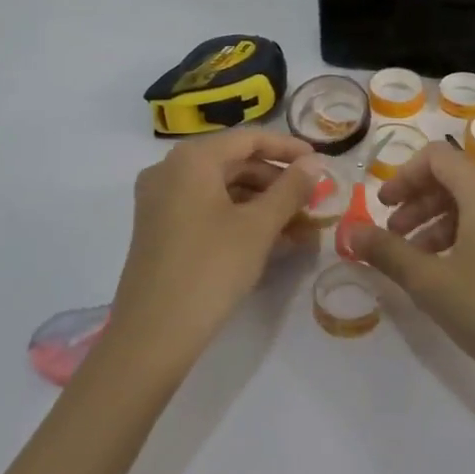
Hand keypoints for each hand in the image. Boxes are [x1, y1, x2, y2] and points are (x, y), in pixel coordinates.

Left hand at [109, 129, 322, 366]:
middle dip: (277, 182)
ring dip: (262, 204)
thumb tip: (315, 163)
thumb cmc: (211, 268)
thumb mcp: (258, 227)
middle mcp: (170, 170)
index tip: (321, 163)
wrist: (153, 335)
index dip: (288, 148)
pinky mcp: (159, 229)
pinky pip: (207, 209)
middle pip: (234, 163)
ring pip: (222, 189)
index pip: (249, 138)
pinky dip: (239, 219)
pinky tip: (271, 241)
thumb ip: (290, 189)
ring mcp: (160, 200)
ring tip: (299, 228)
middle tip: (312, 202)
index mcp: (192, 159)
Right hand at [350, 141, 474, 404]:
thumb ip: (388, 252)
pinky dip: (473, 232)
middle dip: (420, 203)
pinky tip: (460, 271)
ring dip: (444, 222)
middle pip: (458, 178)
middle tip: (396, 237)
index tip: (383, 207)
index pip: (436, 157)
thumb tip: (350, 232)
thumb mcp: (432, 283)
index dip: (403, 177)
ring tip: (422, 261)